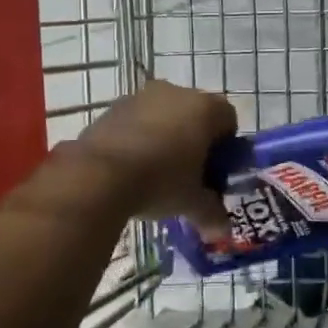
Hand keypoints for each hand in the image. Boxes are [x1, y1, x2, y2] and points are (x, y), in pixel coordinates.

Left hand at [72, 81, 236, 228]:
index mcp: (204, 108)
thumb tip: (223, 235)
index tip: (214, 171)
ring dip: (165, 137)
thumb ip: (211, 214)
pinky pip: (136, 121)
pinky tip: (130, 167)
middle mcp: (175, 93)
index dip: (225, 146)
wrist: (98, 174)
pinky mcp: (112, 108)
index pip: (228, 119)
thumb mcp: (191, 202)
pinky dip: (138, 138)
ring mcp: (141, 97)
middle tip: (188, 174)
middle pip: (195, 114)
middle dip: (194, 141)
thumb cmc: (160, 181)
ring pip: (163, 115)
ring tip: (155, 172)